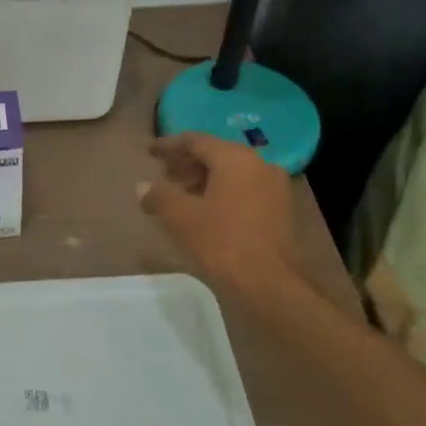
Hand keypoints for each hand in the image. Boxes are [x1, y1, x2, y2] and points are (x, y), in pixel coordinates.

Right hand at [139, 133, 332, 324]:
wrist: (272, 284)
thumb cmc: (222, 242)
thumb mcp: (180, 217)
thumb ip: (159, 195)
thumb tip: (144, 186)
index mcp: (234, 158)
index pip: (195, 141)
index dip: (169, 145)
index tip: (150, 152)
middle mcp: (259, 164)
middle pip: (216, 154)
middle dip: (187, 163)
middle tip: (164, 174)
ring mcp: (274, 187)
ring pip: (232, 173)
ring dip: (204, 179)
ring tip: (180, 195)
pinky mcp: (281, 210)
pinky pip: (245, 189)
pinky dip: (222, 192)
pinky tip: (206, 211)